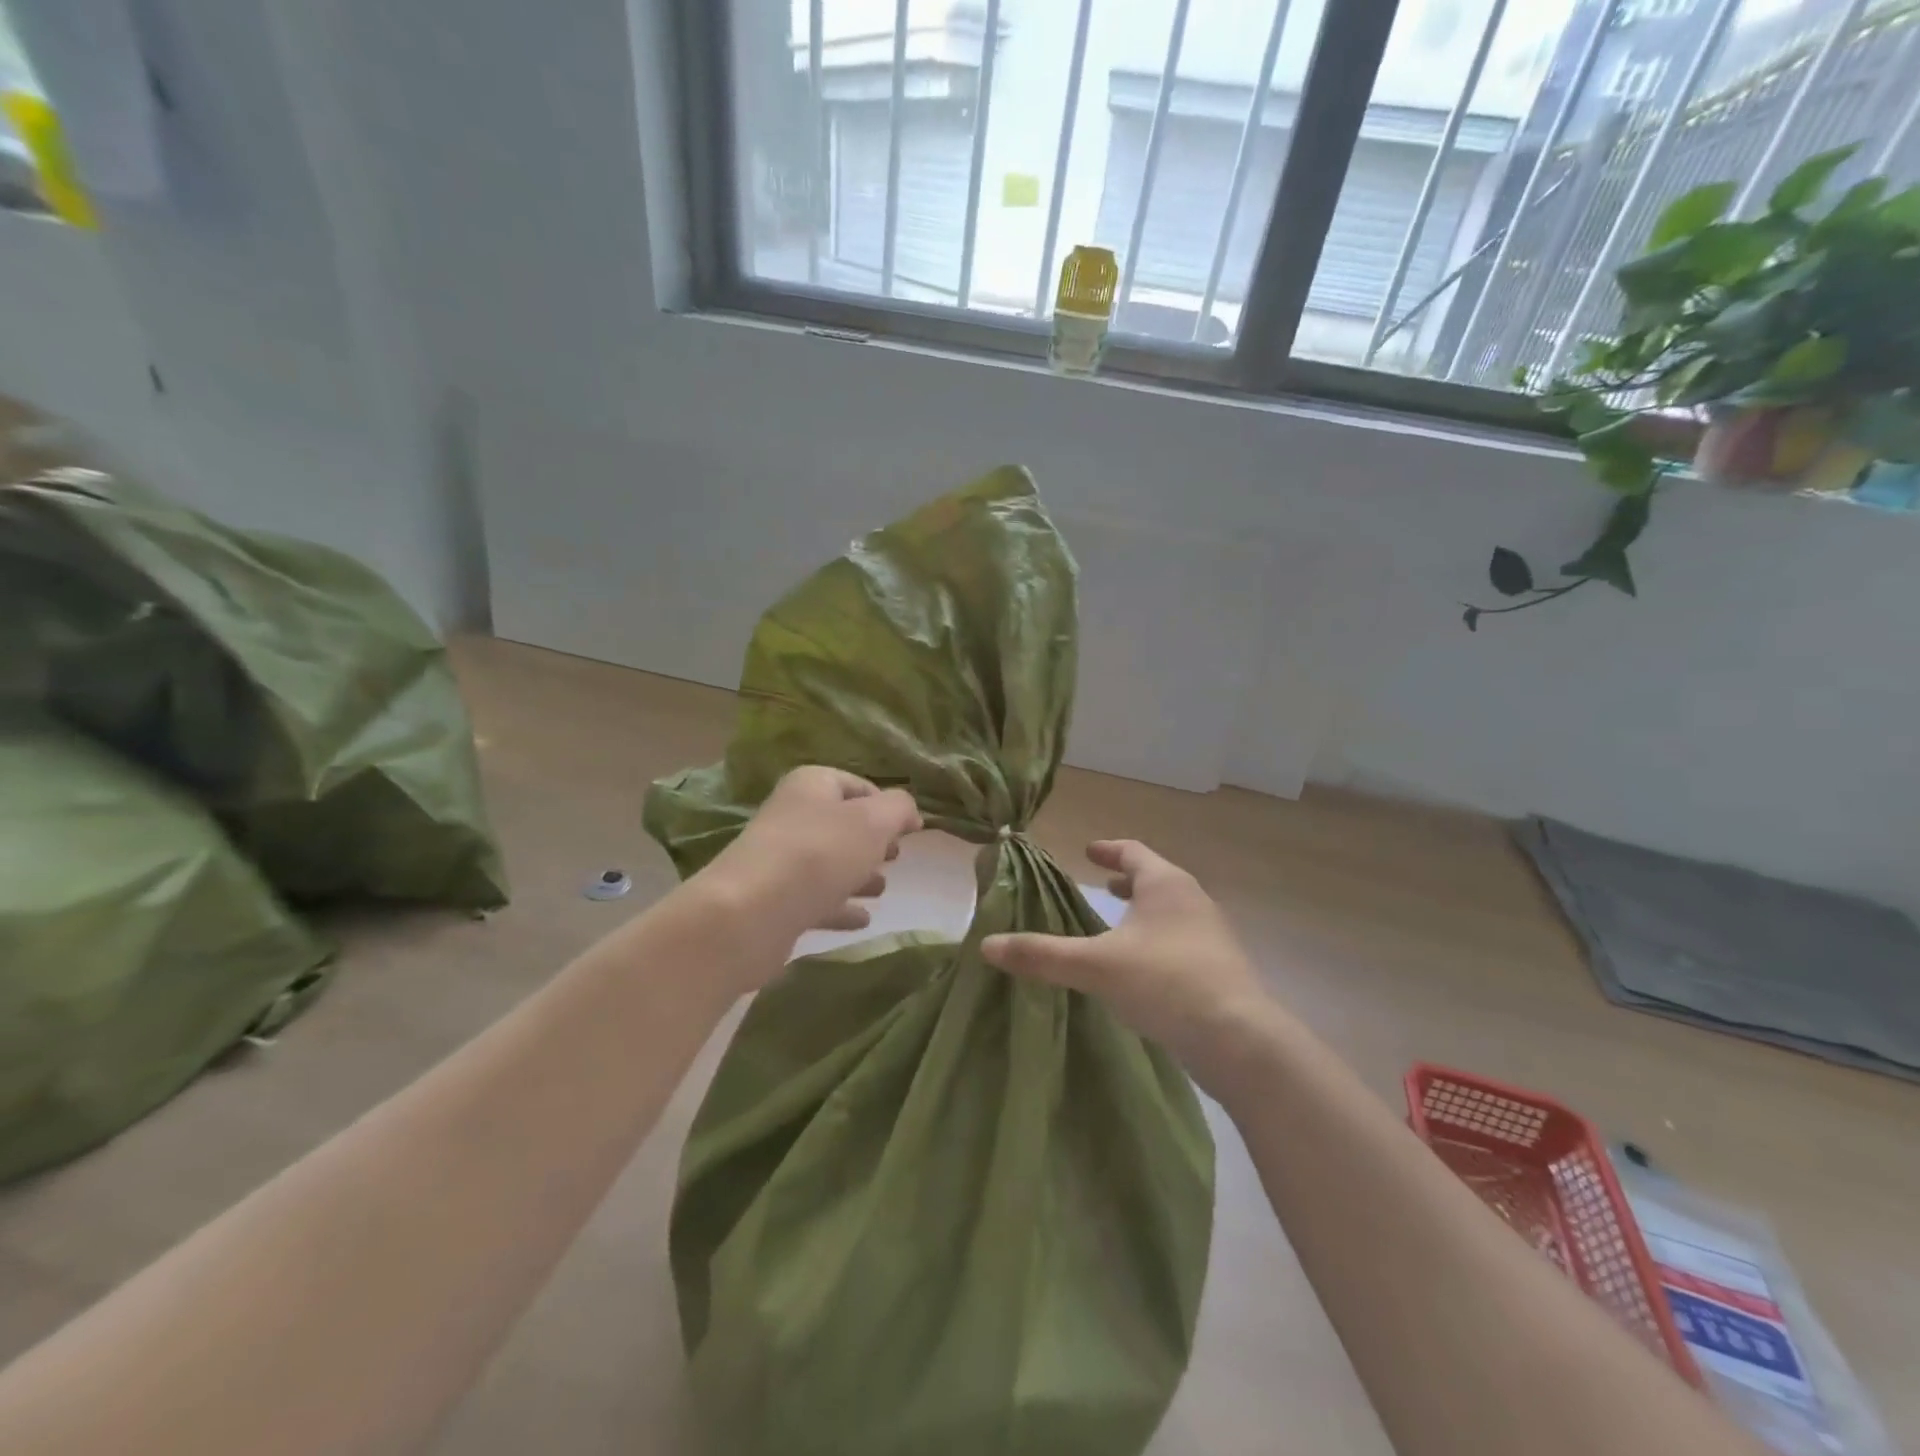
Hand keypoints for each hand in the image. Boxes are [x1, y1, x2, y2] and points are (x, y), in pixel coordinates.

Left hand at [698, 766, 922, 958]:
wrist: (750, 914)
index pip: (857, 785)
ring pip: (828, 862)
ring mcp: (781, 860)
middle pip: (841, 824)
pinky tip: (863, 919)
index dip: (886, 804)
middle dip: (871, 840)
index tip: (910, 829)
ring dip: (856, 873)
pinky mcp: (775, 901)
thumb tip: (909, 812)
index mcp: (812, 785)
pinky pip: (816, 899)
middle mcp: (793, 816)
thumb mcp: (873, 821)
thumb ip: (899, 808)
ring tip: (883, 888)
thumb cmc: (818, 854)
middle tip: (896, 856)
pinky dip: (840, 905)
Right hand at [982, 839, 1275, 1078]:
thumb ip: (1041, 955)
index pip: (1133, 852)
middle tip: (1102, 884)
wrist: (1239, 1040)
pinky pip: (1182, 942)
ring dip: (1144, 912)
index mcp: (1166, 885)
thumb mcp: (1095, 966)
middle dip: (1128, 881)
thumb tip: (986, 945)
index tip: (1088, 851)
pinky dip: (1158, 941)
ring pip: (1172, 912)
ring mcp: (1212, 936)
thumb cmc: (1165, 982)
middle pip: (1157, 879)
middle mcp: (1193, 901)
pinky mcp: (1221, 970)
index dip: (1109, 850)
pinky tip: (1142, 970)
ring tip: (1119, 925)